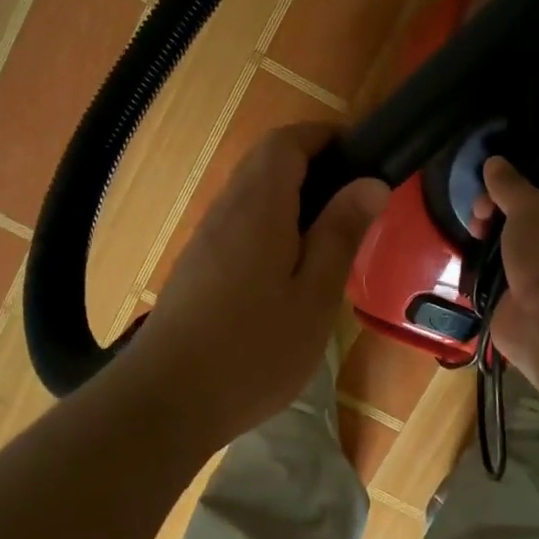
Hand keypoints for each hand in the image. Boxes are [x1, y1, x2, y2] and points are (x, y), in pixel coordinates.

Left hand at [127, 124, 388, 444]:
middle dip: (314, 167)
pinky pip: (240, 225)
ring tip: (332, 240)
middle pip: (267, 163)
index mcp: (258, 206)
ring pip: (253, 195)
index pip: (287, 141)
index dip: (325, 136)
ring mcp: (206, 239)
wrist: (167, 401)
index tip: (363, 156)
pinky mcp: (197, 268)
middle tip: (356, 204)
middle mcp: (226, 210)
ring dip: (294, 200)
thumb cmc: (253, 350)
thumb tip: (371, 183)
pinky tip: (292, 273)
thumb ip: (341, 233)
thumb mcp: (314, 295)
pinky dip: (273, 227)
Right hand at [478, 156, 538, 385]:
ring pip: (515, 247)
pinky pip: (501, 276)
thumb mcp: (529, 208)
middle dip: (503, 210)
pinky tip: (469, 256)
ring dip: (492, 239)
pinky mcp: (522, 300)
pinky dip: (485, 268)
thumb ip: (510, 185)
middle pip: (533, 218)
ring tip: (473, 231)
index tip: (507, 177)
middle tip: (480, 210)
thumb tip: (494, 161)